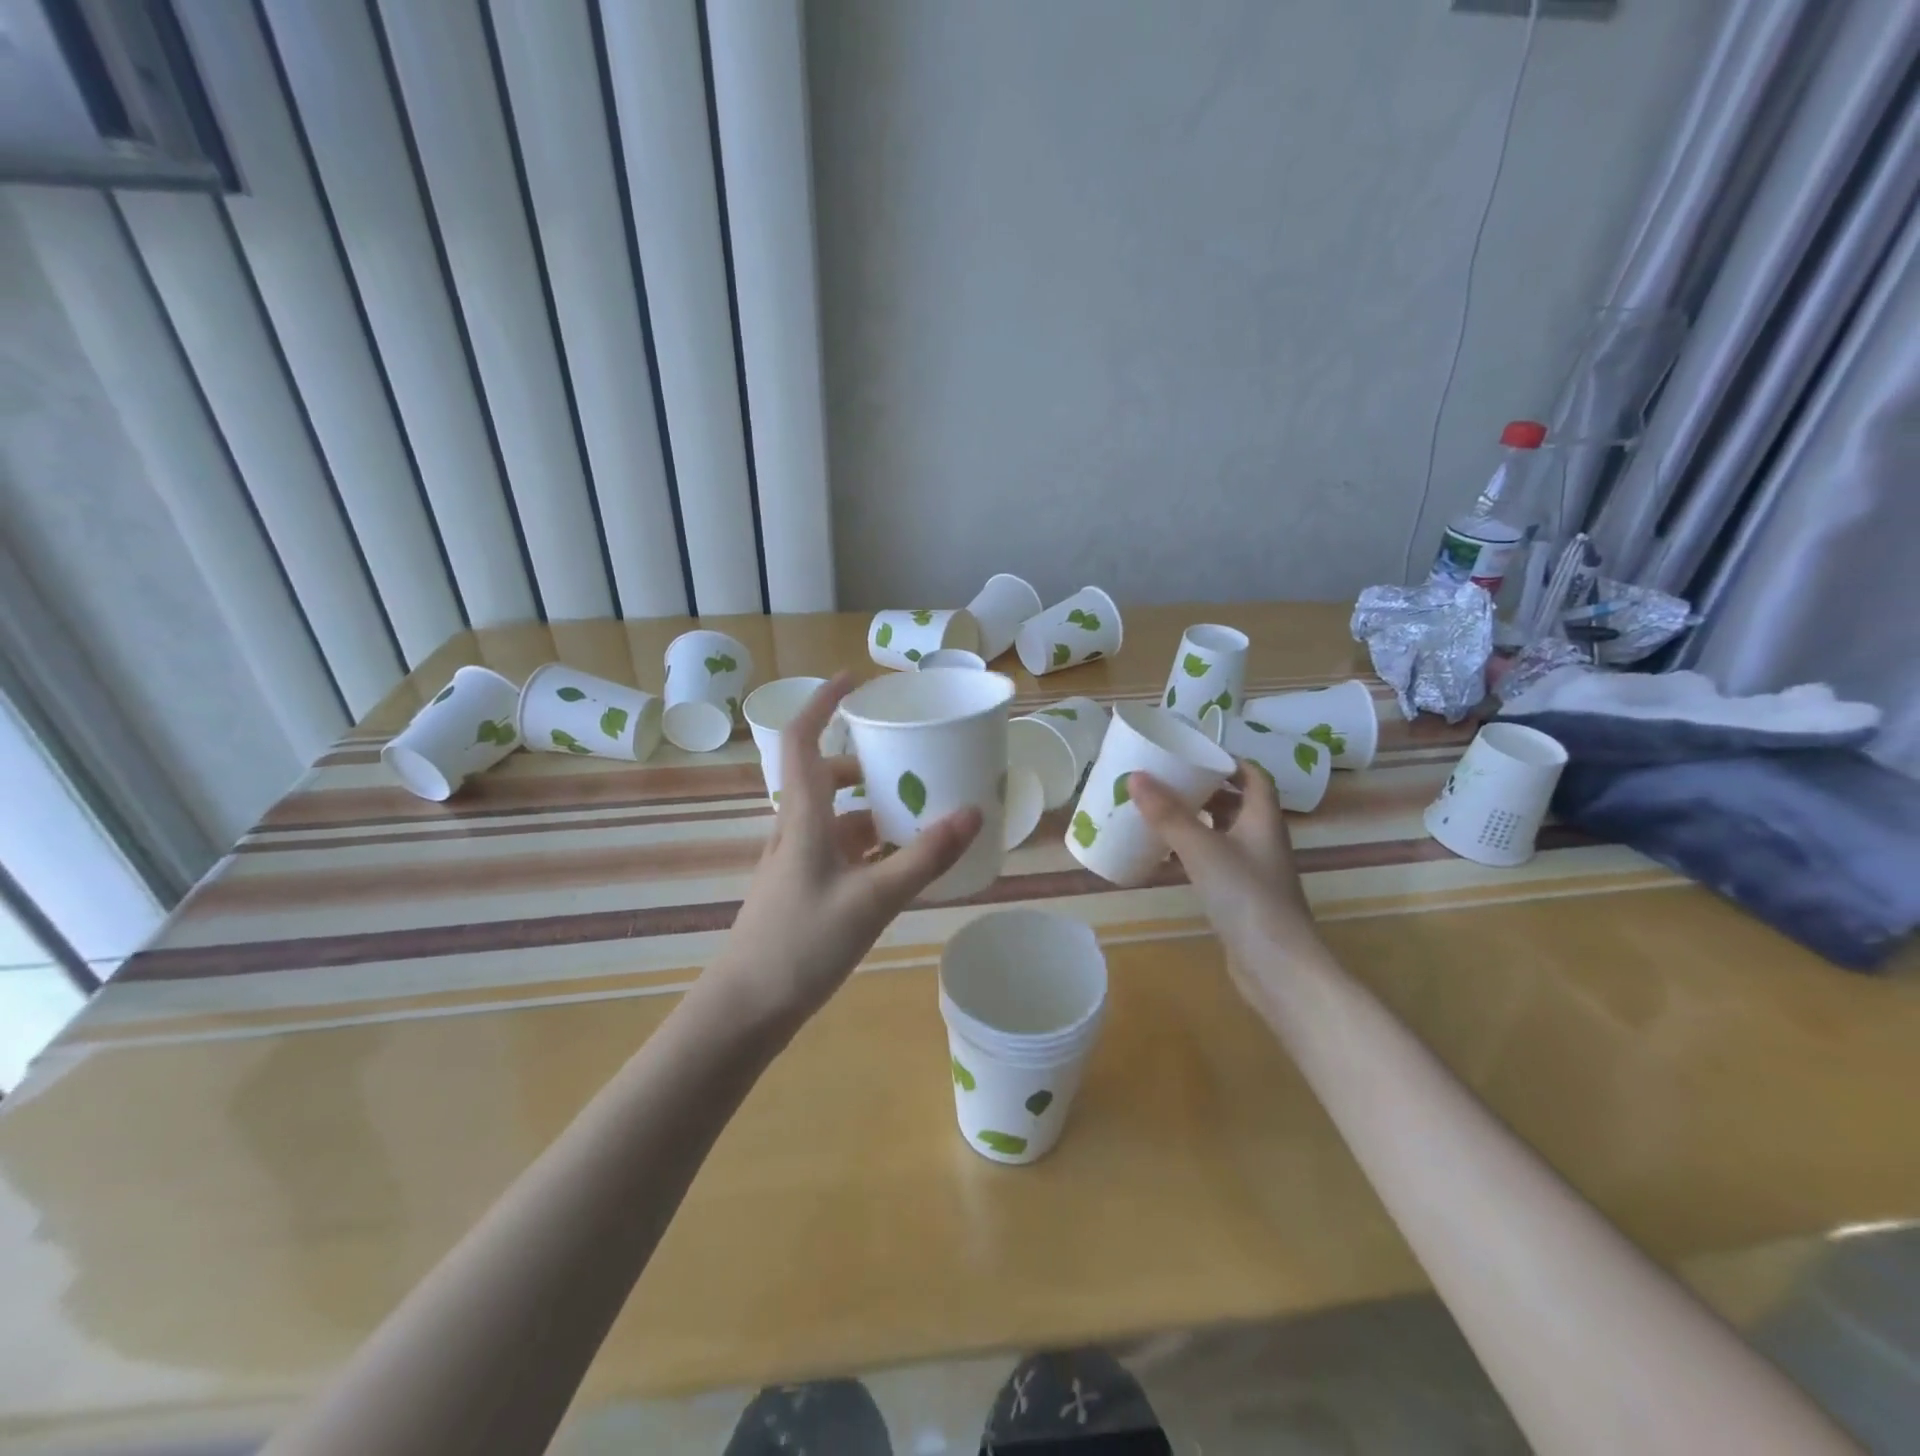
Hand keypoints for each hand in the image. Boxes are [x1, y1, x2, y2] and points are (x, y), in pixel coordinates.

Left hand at [706, 674, 981, 1034]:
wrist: (745, 1009)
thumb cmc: (801, 945)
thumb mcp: (872, 900)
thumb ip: (924, 858)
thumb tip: (972, 813)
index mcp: (803, 817)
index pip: (804, 741)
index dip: (822, 703)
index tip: (854, 681)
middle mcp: (795, 830)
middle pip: (825, 777)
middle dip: (864, 763)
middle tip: (908, 761)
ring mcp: (796, 862)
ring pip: (835, 817)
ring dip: (870, 808)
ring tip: (917, 813)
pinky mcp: (802, 889)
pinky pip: (839, 850)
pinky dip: (868, 845)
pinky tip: (899, 863)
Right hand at [1128, 763, 1325, 1005]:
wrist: (1277, 966)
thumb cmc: (1246, 897)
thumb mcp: (1202, 849)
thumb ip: (1168, 814)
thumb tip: (1135, 777)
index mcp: (1262, 820)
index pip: (1254, 777)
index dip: (1229, 761)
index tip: (1195, 754)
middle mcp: (1263, 840)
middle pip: (1237, 804)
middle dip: (1205, 790)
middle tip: (1168, 781)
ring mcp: (1254, 871)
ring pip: (1224, 834)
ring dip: (1196, 822)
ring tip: (1160, 813)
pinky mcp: (1242, 898)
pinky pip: (1215, 863)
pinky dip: (1192, 854)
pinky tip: (1165, 859)